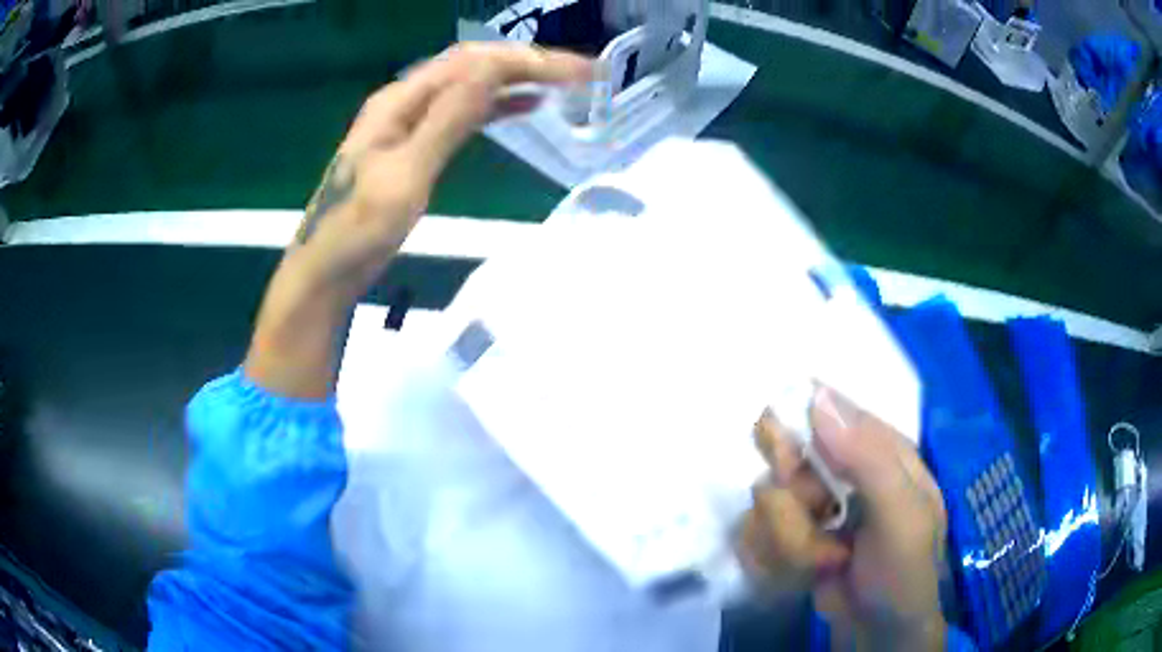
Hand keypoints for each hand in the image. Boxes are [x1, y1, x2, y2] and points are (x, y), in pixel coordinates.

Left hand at [289, 42, 592, 292]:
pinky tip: (525, 106)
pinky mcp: (414, 145)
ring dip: (516, 79)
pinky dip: (496, 105)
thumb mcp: (406, 175)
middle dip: (529, 62)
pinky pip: (462, 112)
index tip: (579, 71)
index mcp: (399, 101)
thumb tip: (494, 69)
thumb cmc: (358, 231)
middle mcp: (405, 101)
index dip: (528, 59)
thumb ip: (448, 119)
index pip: (473, 62)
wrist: (325, 273)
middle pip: (474, 66)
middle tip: (582, 72)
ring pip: (471, 86)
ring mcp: (408, 123)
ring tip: (564, 84)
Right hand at [740, 388, 948, 651]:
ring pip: (764, 503)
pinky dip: (774, 560)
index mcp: (877, 449)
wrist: (876, 633)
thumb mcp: (901, 516)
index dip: (796, 438)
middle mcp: (840, 471)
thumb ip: (867, 459)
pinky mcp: (787, 539)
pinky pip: (753, 534)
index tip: (791, 473)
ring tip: (828, 562)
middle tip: (819, 522)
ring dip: (790, 543)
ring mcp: (811, 507)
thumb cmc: (903, 571)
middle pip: (782, 458)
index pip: (822, 413)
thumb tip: (816, 395)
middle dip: (793, 503)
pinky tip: (805, 573)